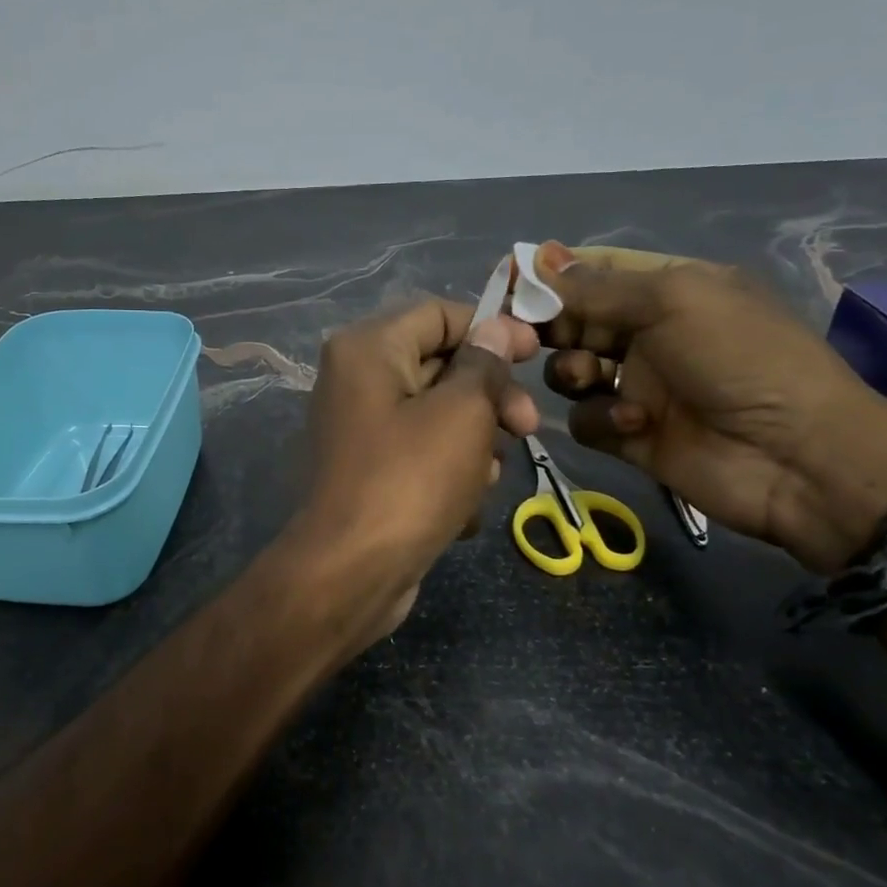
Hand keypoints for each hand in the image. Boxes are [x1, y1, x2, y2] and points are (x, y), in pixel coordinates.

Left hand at [291, 299, 539, 641]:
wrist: (351, 573)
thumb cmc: (410, 480)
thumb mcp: (461, 413)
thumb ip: (484, 365)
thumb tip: (496, 328)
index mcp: (367, 349)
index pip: (439, 313)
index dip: (492, 328)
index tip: (535, 354)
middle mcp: (356, 380)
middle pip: (441, 365)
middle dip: (489, 397)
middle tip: (527, 428)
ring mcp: (361, 428)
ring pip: (438, 416)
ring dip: (474, 444)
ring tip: (485, 478)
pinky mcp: (370, 472)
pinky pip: (422, 455)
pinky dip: (448, 475)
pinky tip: (461, 509)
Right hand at [533, 243, 886, 572]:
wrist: (796, 457)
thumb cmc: (740, 359)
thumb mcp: (673, 302)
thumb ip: (598, 286)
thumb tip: (538, 257)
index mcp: (668, 290)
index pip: (596, 271)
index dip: (552, 275)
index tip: (510, 283)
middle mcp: (648, 333)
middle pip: (574, 321)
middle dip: (550, 325)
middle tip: (526, 335)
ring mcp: (638, 385)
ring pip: (570, 370)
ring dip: (571, 371)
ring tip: (589, 378)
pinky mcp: (630, 433)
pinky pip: (586, 418)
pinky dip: (599, 418)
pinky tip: (631, 423)